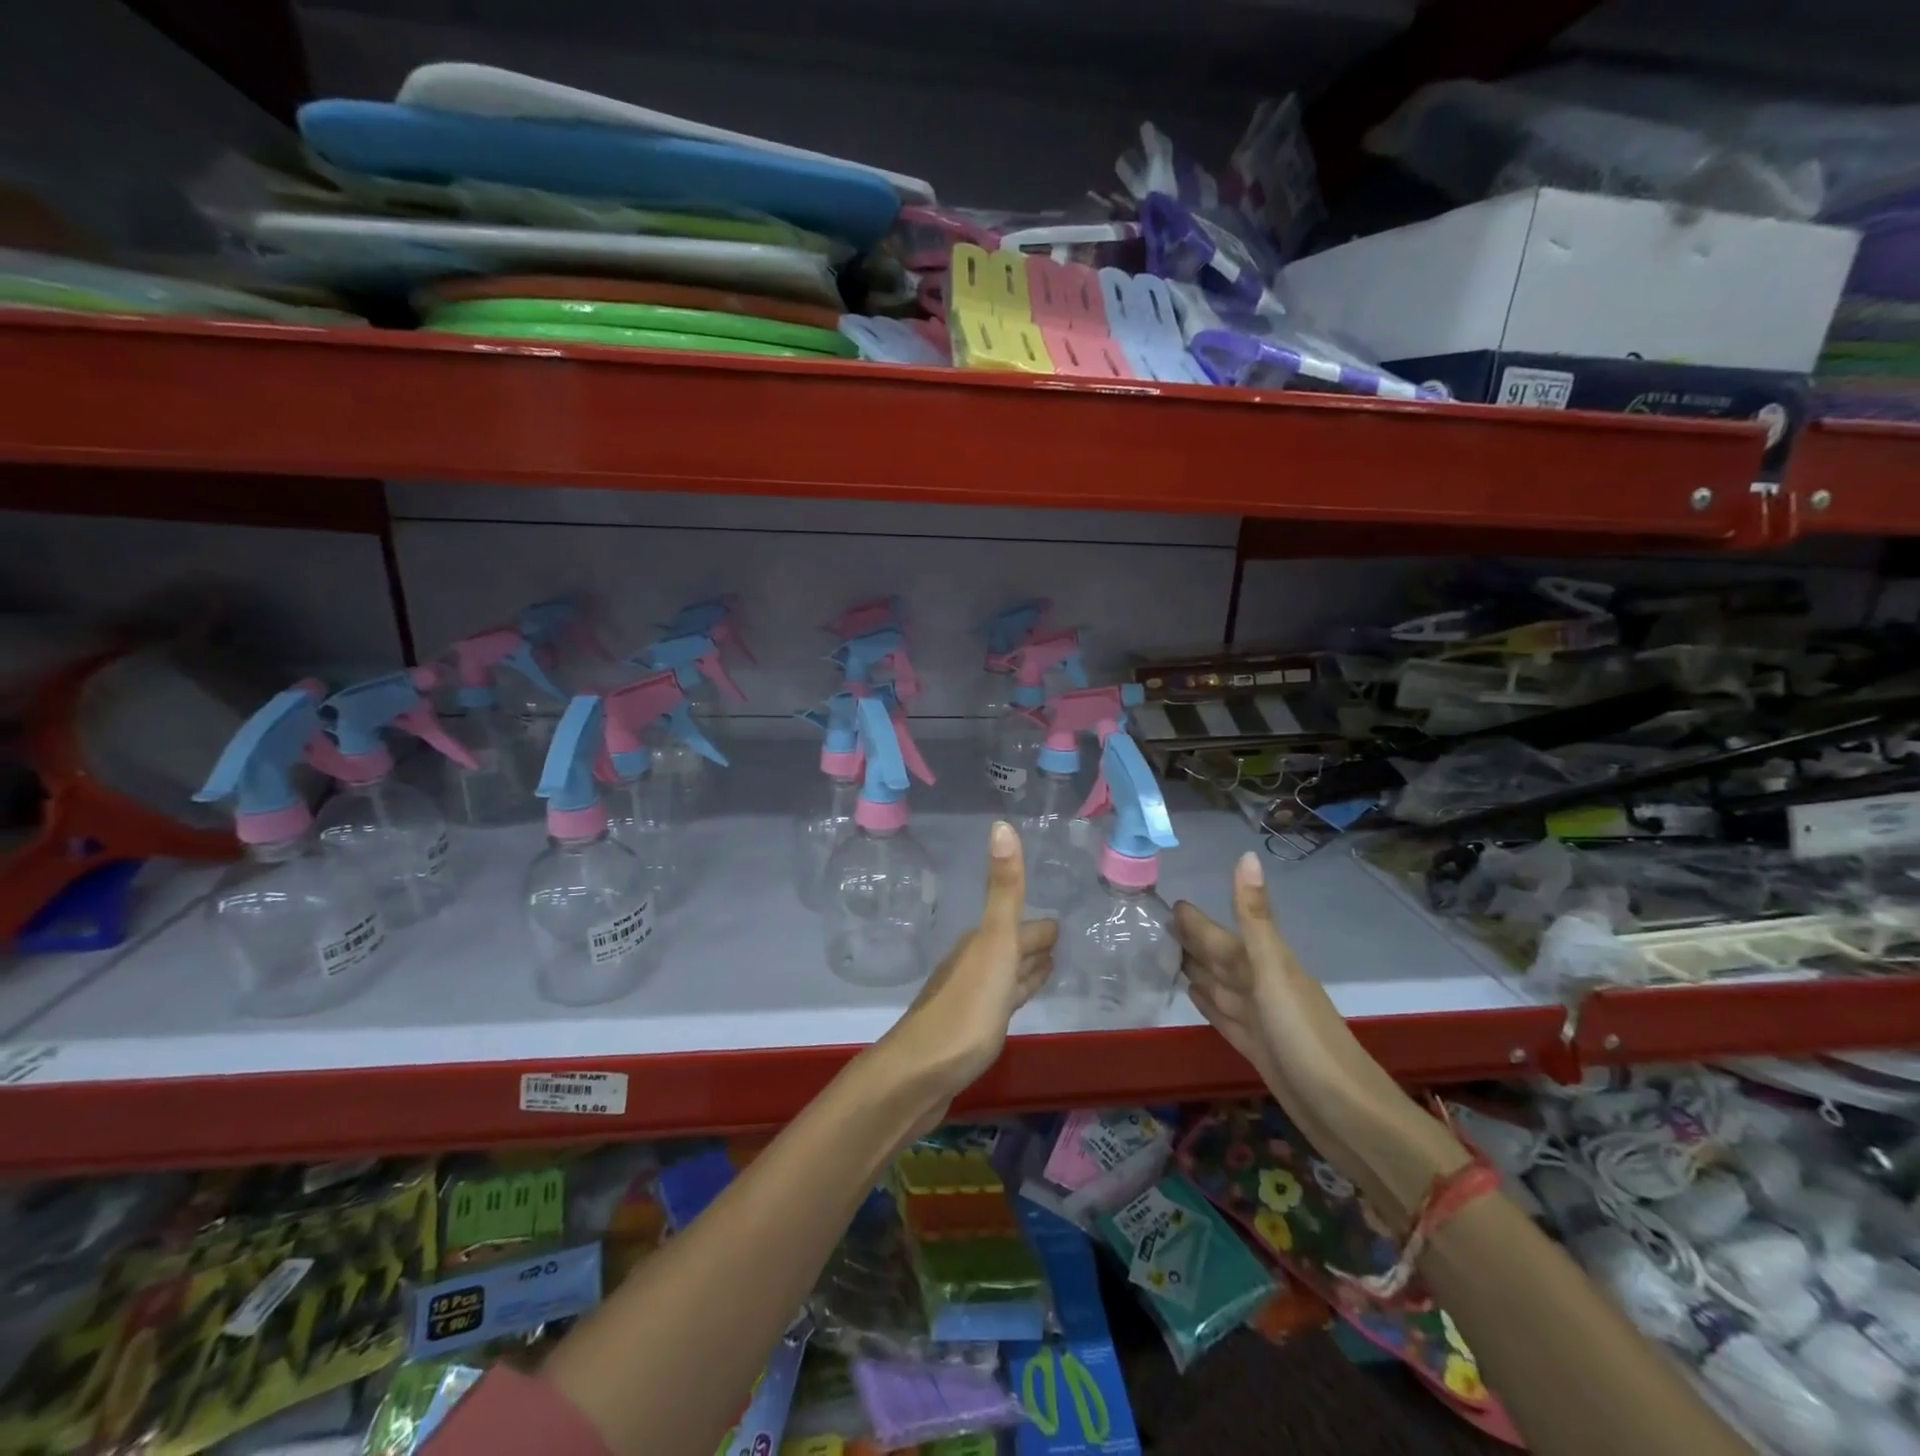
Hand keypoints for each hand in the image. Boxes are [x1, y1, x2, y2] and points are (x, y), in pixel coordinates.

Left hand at [874, 822, 1057, 1126]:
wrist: (919, 1075)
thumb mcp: (994, 944)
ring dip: (1025, 971)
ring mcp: (970, 1000)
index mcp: (981, 944)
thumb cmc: (965, 1009)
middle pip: (1012, 949)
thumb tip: (1001, 824)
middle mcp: (973, 965)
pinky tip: (1014, 1006)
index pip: (1020, 927)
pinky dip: (1014, 997)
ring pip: (1005, 977)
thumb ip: (1004, 890)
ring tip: (1049, 969)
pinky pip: (1000, 1005)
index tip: (1062, 923)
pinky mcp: (969, 1033)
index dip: (1041, 928)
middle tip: (1063, 944)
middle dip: (1035, 945)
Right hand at [1175, 852, 1467, 1231]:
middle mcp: (1261, 986)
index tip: (1168, 900)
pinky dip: (1208, 1003)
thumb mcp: (1274, 971)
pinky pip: (1225, 1016)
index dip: (1196, 920)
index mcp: (1264, 964)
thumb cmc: (1305, 1038)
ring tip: (1168, 955)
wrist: (1347, 1114)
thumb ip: (1254, 917)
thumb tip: (1247, 854)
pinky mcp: (1257, 1049)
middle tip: (1157, 924)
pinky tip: (1194, 995)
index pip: (1220, 935)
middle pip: (1219, 958)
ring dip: (1197, 969)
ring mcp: (1260, 1019)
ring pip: (1220, 985)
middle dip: (1192, 940)